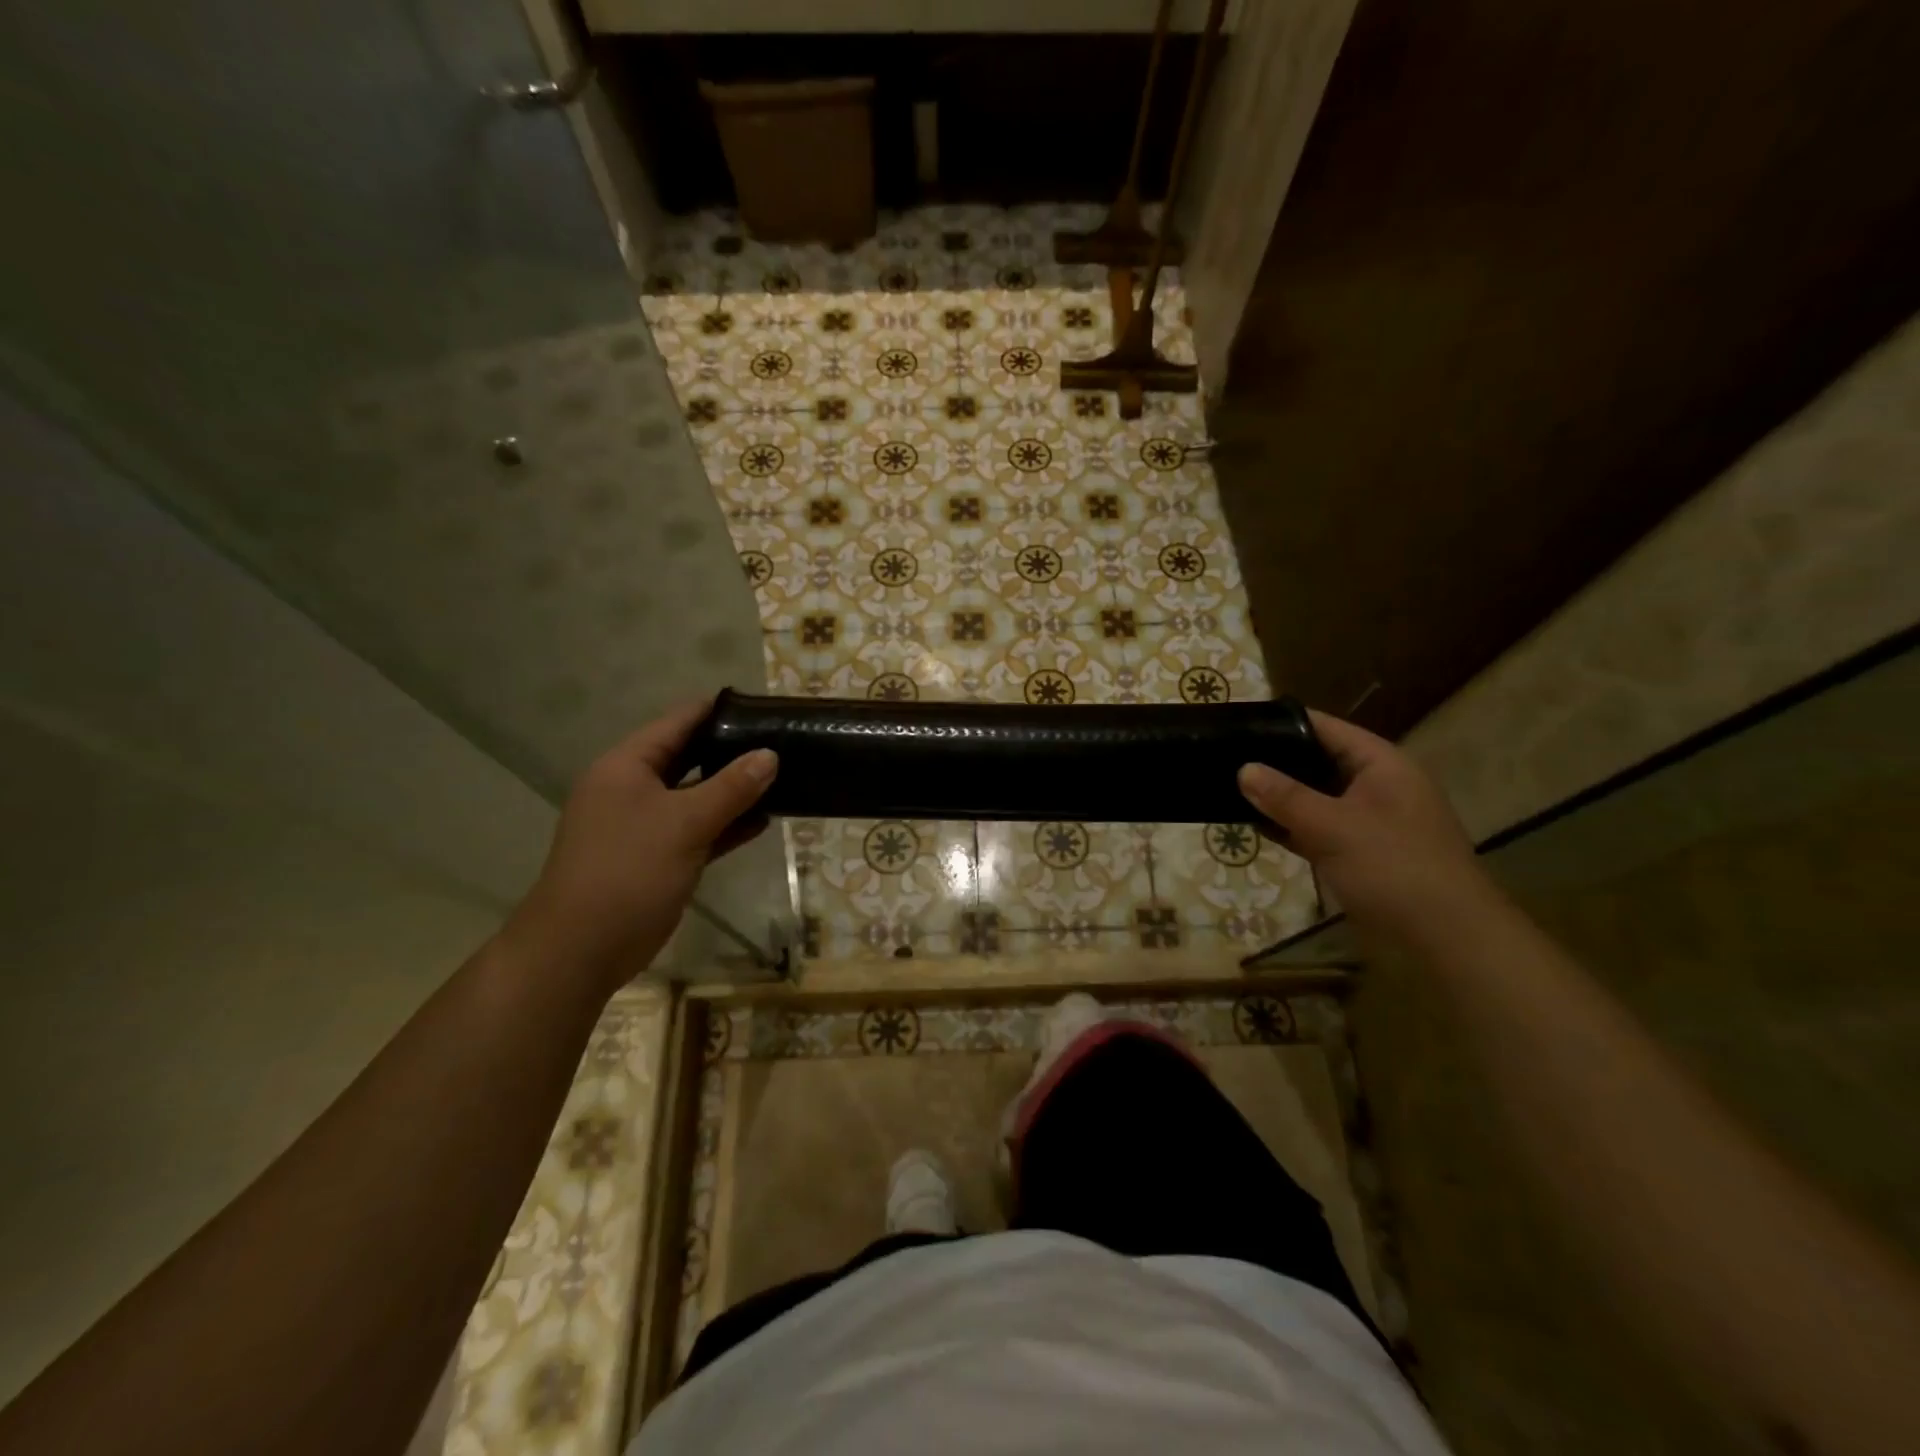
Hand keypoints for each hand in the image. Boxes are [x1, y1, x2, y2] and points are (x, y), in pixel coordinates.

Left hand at [505, 699, 776, 989]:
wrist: (581, 949)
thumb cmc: (628, 871)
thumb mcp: (684, 823)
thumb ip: (731, 787)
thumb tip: (770, 754)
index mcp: (627, 766)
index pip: (678, 722)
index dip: (719, 711)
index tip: (764, 707)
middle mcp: (633, 788)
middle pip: (689, 757)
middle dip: (733, 751)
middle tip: (782, 742)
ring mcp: (644, 825)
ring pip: (696, 796)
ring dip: (734, 791)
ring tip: (784, 777)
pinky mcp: (658, 857)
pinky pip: (698, 830)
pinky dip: (726, 824)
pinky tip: (764, 820)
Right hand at [1238, 709, 1490, 936]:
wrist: (1446, 938)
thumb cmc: (1394, 868)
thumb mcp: (1333, 826)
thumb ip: (1285, 797)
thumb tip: (1244, 769)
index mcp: (1380, 764)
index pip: (1325, 728)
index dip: (1283, 722)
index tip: (1240, 722)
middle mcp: (1375, 786)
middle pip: (1317, 761)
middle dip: (1274, 762)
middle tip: (1224, 757)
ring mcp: (1367, 821)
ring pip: (1314, 798)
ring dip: (1278, 797)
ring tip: (1227, 787)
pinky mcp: (1358, 853)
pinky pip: (1316, 828)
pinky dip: (1289, 826)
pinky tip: (1253, 825)